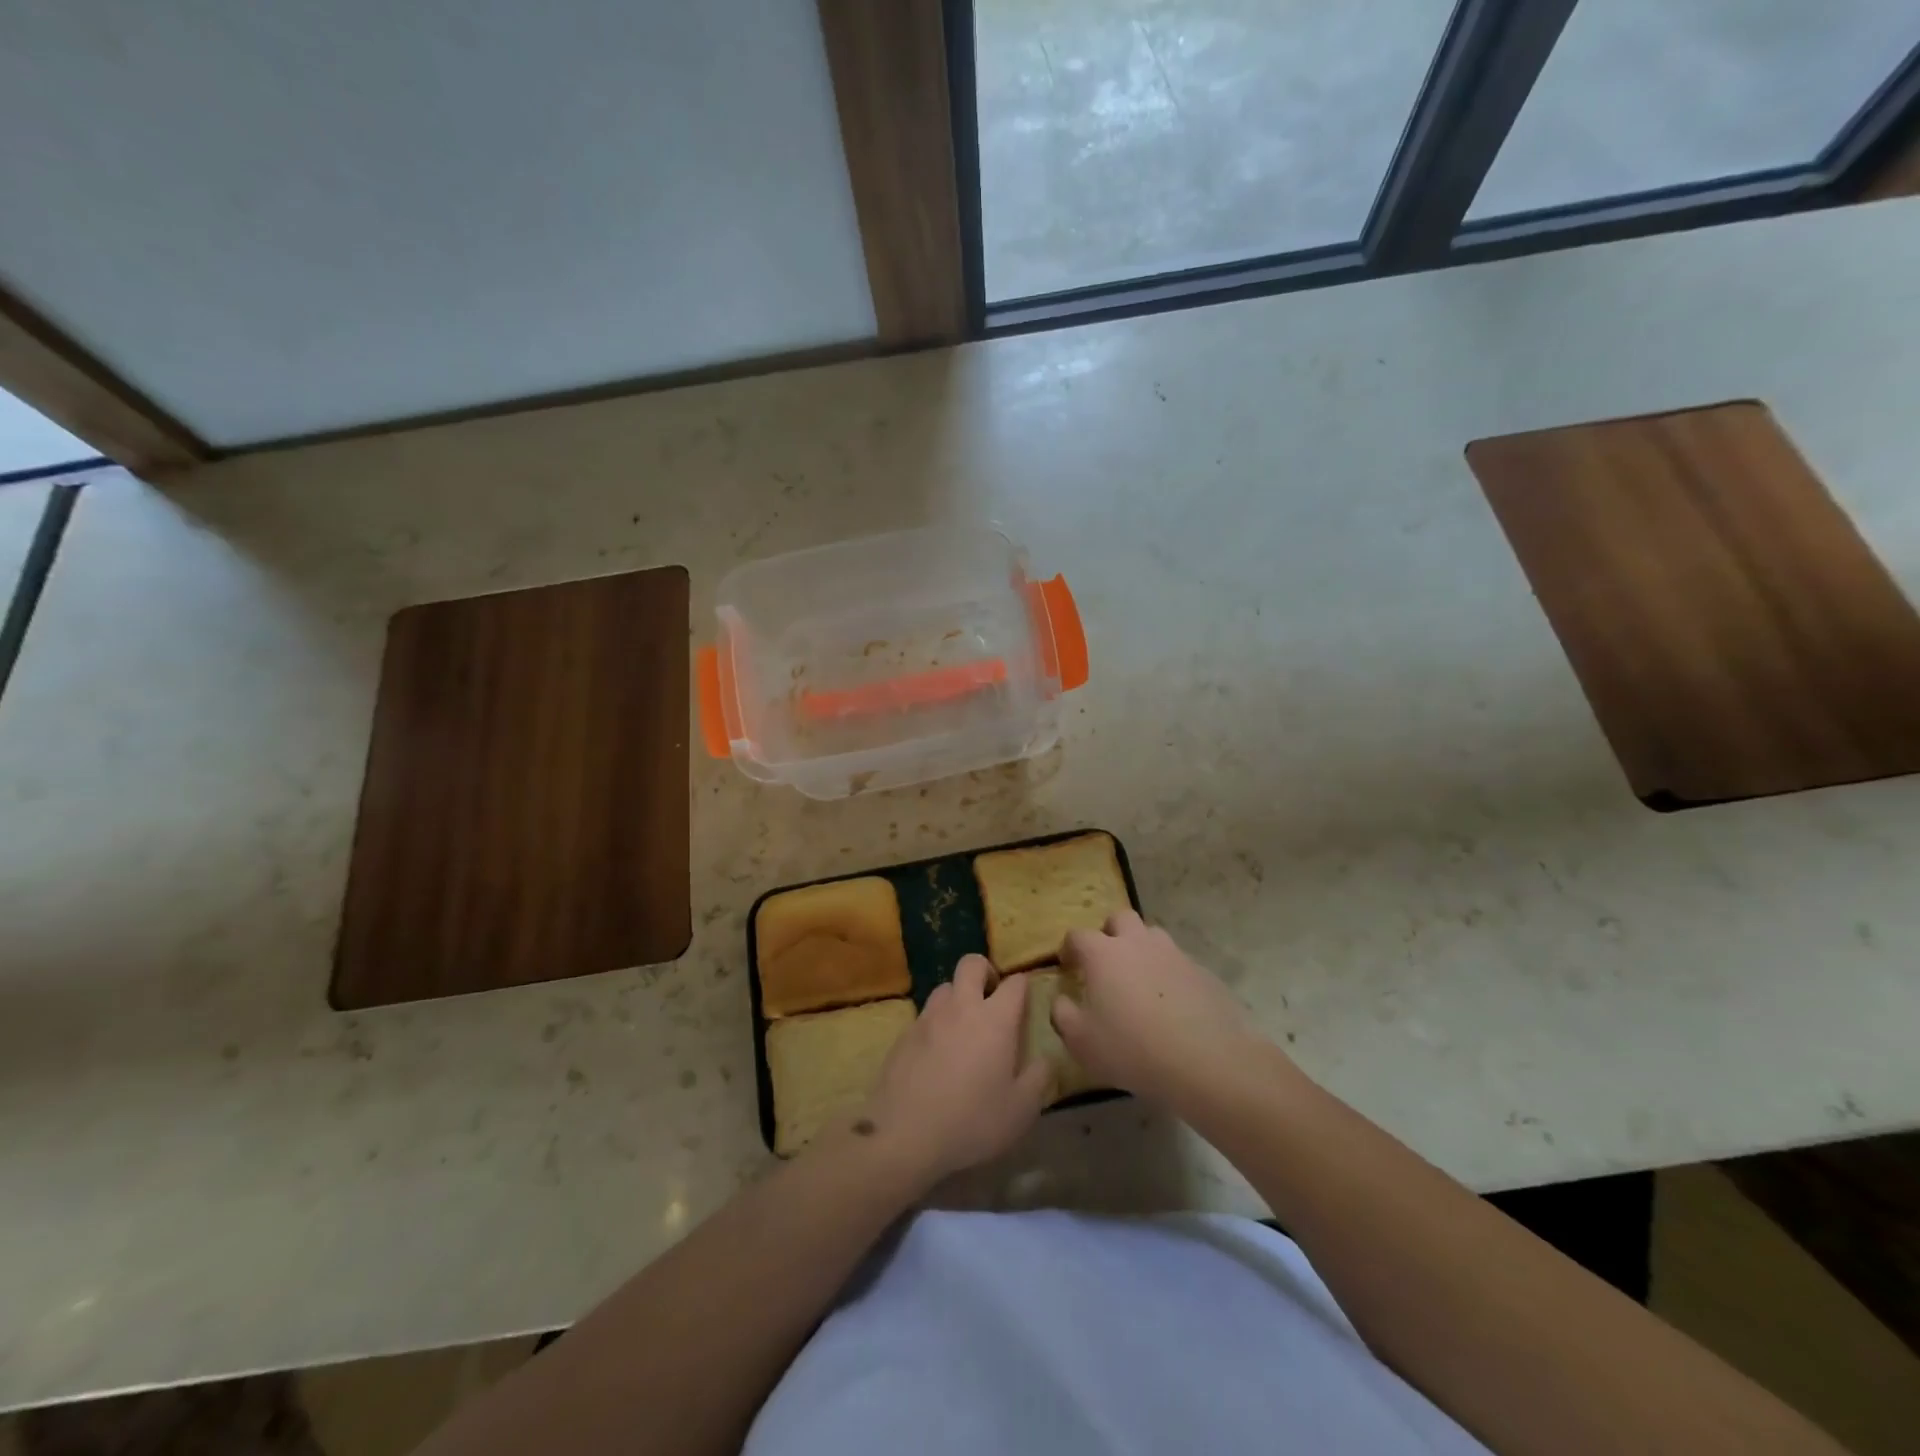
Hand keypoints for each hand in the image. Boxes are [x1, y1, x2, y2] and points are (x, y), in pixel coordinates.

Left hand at [858, 955, 1051, 1185]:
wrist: (904, 1135)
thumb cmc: (972, 1122)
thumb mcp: (1021, 1110)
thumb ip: (1039, 1078)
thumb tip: (1046, 1058)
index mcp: (995, 1019)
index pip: (1015, 983)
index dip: (1024, 986)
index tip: (1026, 1001)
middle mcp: (961, 1007)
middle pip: (971, 964)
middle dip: (985, 972)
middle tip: (992, 998)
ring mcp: (928, 1018)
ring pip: (945, 987)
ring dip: (958, 996)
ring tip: (964, 1026)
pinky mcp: (904, 1034)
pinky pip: (925, 1015)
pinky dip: (936, 1023)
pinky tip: (937, 1053)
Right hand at [1053, 911, 1264, 1107]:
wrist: (1205, 1061)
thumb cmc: (1131, 1048)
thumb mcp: (1081, 1041)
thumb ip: (1063, 1014)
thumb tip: (1061, 999)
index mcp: (1103, 953)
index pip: (1078, 936)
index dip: (1069, 948)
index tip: (1068, 966)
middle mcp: (1138, 942)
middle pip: (1120, 919)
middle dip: (1110, 933)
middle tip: (1107, 962)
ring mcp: (1174, 954)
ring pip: (1152, 936)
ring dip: (1142, 949)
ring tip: (1140, 981)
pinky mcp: (1202, 972)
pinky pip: (1179, 963)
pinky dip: (1170, 975)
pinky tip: (1172, 1004)